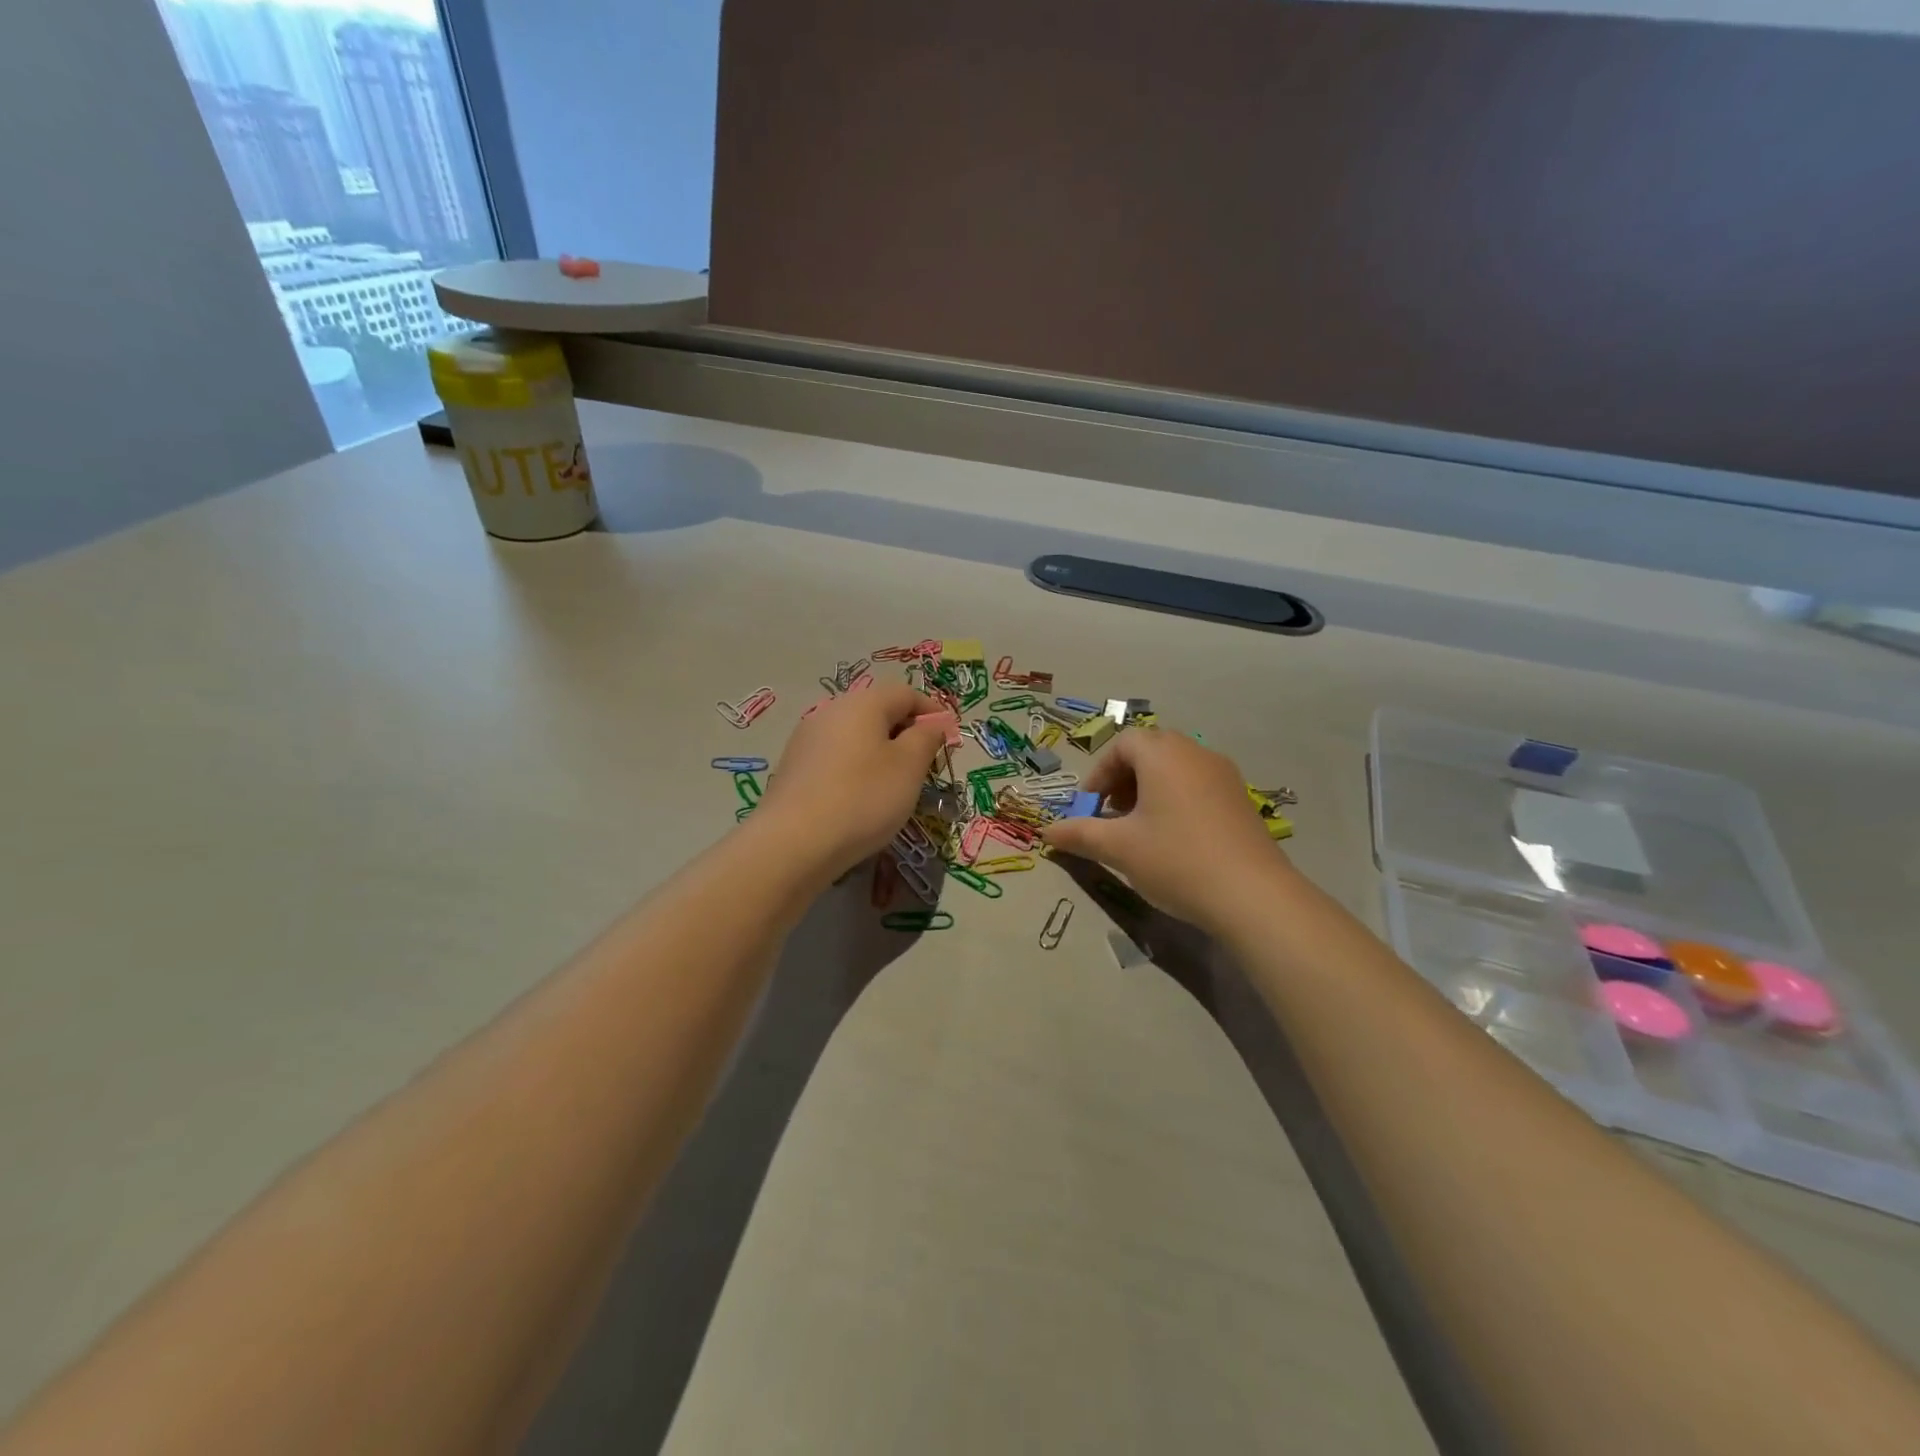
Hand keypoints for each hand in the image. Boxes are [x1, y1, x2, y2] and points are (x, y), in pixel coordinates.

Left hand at [752, 683, 945, 882]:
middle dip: (906, 733)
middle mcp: (830, 711)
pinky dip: (856, 769)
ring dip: (880, 753)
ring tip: (895, 786)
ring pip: (855, 736)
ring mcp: (806, 739)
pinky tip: (860, 799)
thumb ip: (926, 738)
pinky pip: (835, 758)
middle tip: (925, 766)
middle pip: (877, 711)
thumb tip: (932, 722)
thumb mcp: (909, 767)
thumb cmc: (863, 798)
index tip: (948, 740)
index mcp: (862, 703)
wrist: (792, 843)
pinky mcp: (793, 768)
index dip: (932, 711)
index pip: (905, 692)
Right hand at [1040, 729, 1290, 931]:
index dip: (1099, 773)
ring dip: (1149, 790)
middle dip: (1123, 779)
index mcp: (1163, 755)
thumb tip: (1047, 832)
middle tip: (1112, 815)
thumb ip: (1080, 834)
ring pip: (1176, 768)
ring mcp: (1224, 775)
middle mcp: (1195, 753)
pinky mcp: (1241, 800)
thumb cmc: (1177, 860)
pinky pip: (1198, 785)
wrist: (1254, 896)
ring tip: (1140, 829)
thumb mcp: (1119, 848)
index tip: (1090, 808)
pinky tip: (1174, 840)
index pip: (1122, 744)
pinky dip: (1176, 800)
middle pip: (1150, 751)